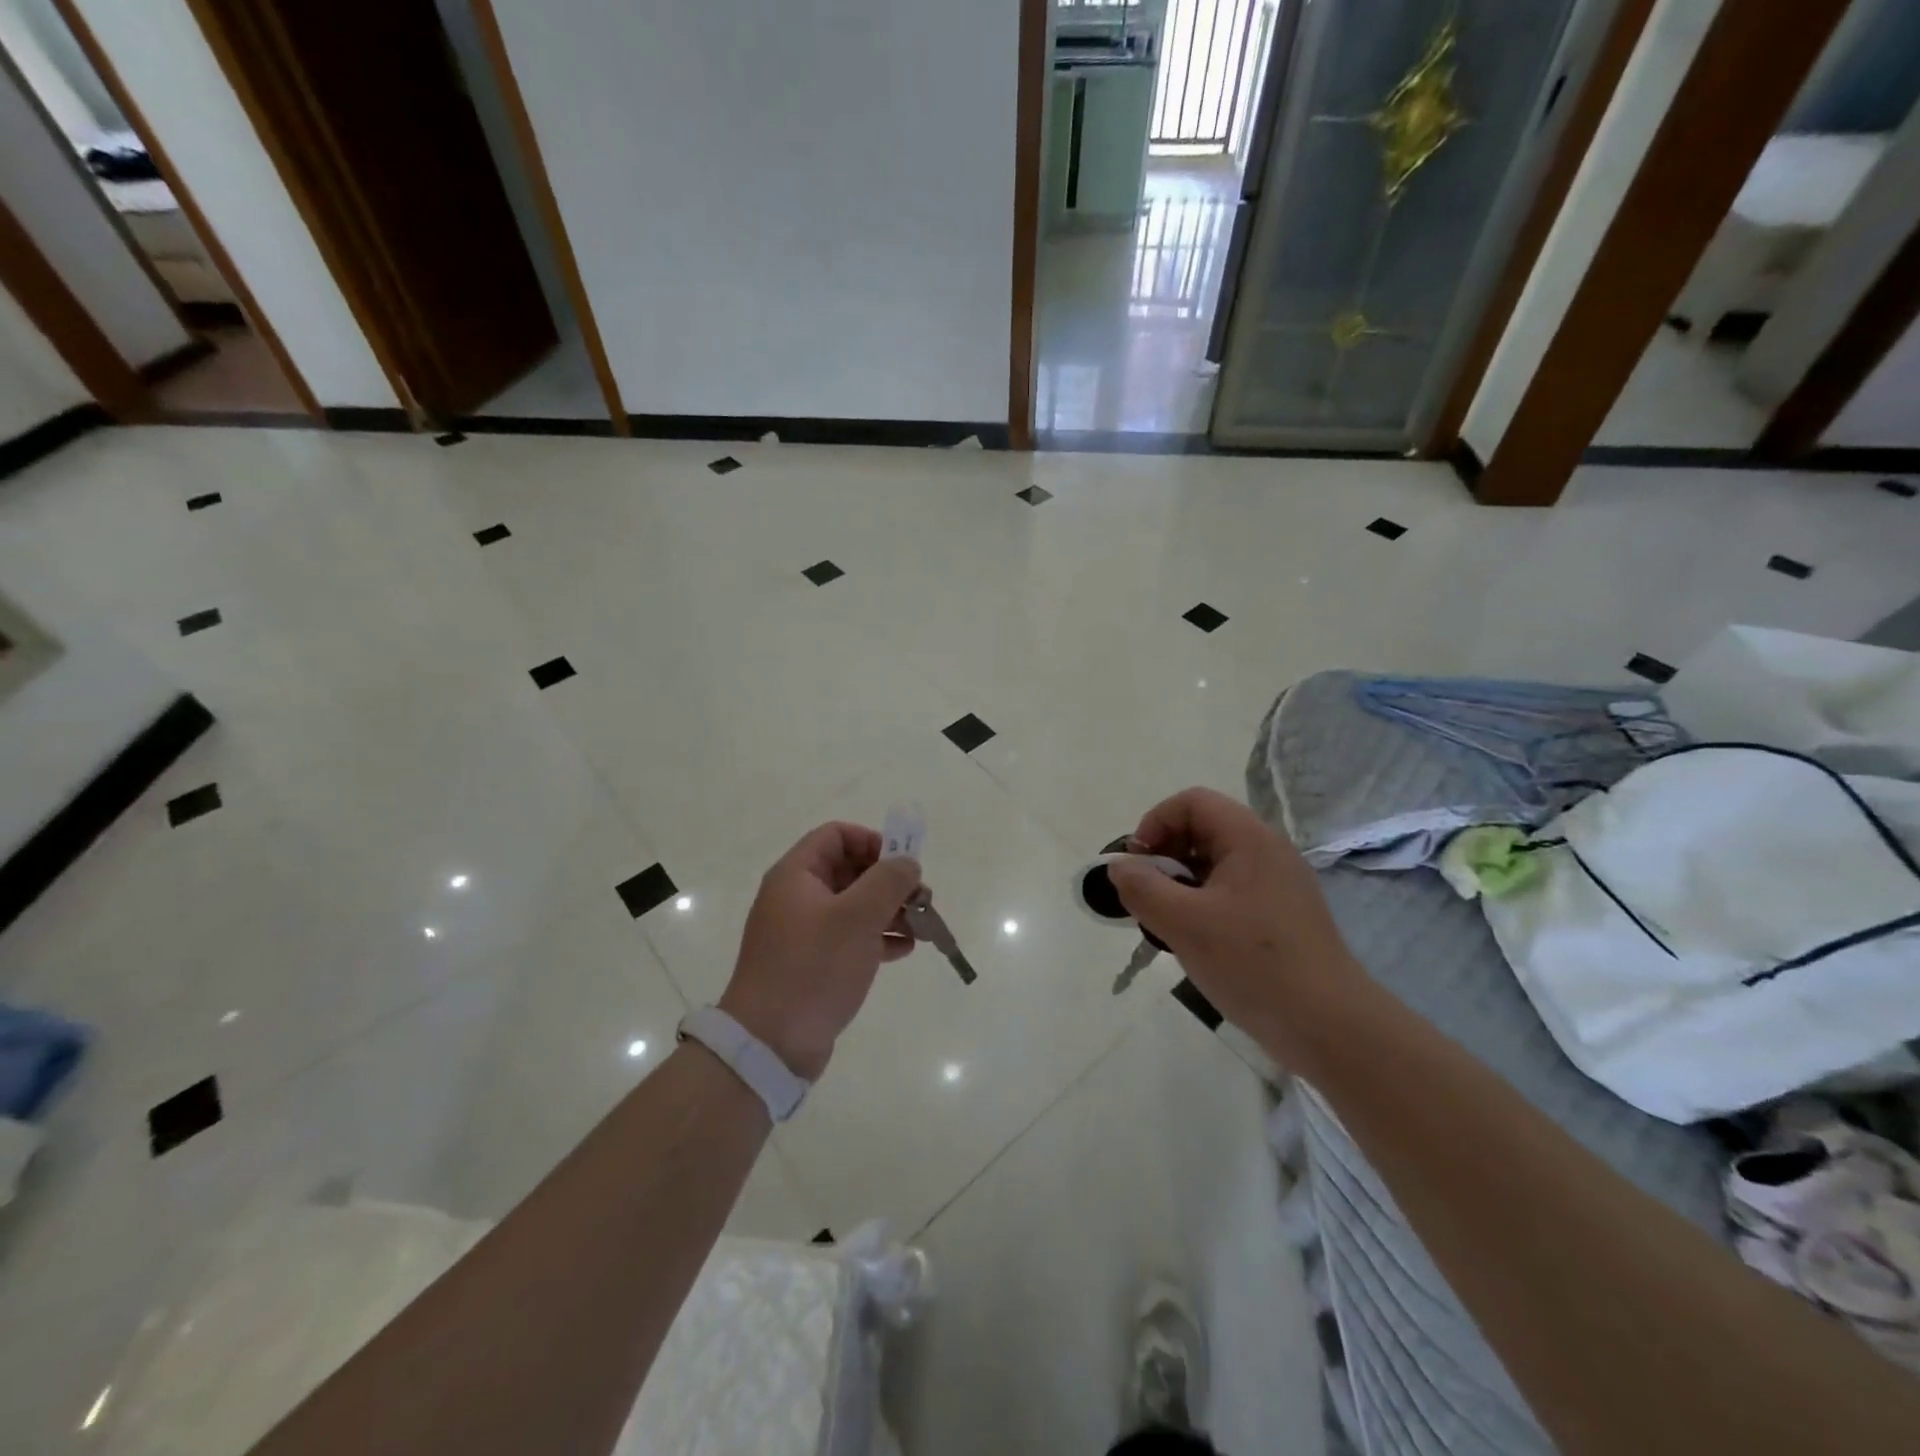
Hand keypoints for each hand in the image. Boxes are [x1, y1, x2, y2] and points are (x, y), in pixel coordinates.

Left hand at [720, 823, 922, 1079]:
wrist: (771, 1043)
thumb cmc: (813, 967)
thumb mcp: (857, 916)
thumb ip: (888, 880)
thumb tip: (907, 862)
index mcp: (796, 876)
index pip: (836, 836)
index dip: (872, 841)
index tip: (902, 864)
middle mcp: (797, 898)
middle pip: (849, 870)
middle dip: (889, 880)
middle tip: (922, 897)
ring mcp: (804, 933)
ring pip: (854, 905)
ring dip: (889, 909)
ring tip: (922, 926)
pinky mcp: (813, 964)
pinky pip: (851, 937)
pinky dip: (878, 937)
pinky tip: (905, 949)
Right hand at [1109, 788, 1363, 1067]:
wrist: (1330, 1028)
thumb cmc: (1254, 964)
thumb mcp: (1183, 923)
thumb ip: (1141, 887)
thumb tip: (1118, 866)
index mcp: (1250, 839)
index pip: (1192, 802)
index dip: (1155, 823)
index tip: (1137, 865)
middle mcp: (1268, 853)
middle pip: (1202, 830)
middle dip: (1164, 857)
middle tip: (1145, 896)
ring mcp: (1278, 886)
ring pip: (1213, 866)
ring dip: (1179, 885)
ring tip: (1164, 923)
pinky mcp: (1281, 918)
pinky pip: (1230, 894)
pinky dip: (1201, 906)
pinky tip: (1192, 943)